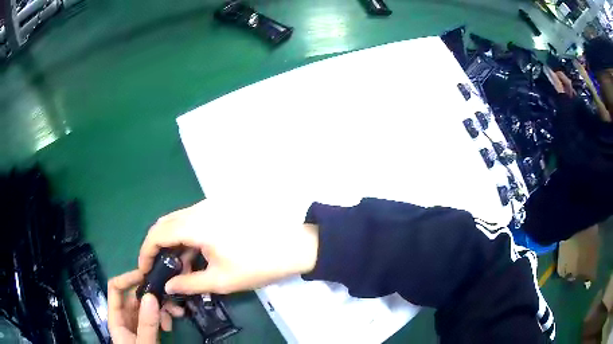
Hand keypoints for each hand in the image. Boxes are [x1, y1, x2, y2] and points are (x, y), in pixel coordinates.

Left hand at [108, 270, 184, 342]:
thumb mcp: (143, 343)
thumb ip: (146, 323)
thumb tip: (151, 295)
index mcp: (116, 317)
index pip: (116, 288)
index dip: (128, 278)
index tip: (147, 276)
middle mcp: (126, 317)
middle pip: (135, 296)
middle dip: (153, 295)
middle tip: (170, 297)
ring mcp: (138, 323)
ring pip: (148, 306)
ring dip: (163, 307)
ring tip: (176, 314)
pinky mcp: (149, 329)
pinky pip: (156, 317)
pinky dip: (165, 317)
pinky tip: (171, 324)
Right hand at [138, 199, 318, 294]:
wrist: (294, 244)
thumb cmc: (257, 264)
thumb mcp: (220, 280)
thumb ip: (188, 283)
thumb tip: (167, 286)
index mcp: (195, 224)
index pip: (157, 233)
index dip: (146, 251)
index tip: (144, 269)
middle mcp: (199, 209)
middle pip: (166, 224)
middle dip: (157, 247)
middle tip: (159, 269)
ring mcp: (211, 206)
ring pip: (179, 222)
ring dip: (173, 243)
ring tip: (178, 268)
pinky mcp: (221, 209)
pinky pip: (193, 221)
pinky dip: (187, 238)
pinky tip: (194, 256)